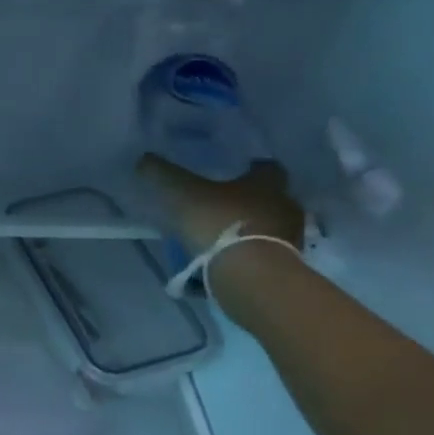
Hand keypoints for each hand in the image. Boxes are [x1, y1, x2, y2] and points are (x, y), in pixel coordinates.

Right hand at [137, 154, 304, 252]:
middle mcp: (285, 207)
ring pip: (268, 227)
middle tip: (220, 204)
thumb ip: (163, 174)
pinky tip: (222, 261)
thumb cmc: (220, 223)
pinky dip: (246, 255)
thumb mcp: (182, 193)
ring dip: (248, 229)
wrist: (250, 276)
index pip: (267, 167)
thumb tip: (144, 158)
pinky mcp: (285, 267)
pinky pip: (262, 254)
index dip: (250, 168)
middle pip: (270, 199)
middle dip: (248, 201)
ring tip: (218, 237)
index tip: (231, 172)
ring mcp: (290, 239)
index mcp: (267, 184)